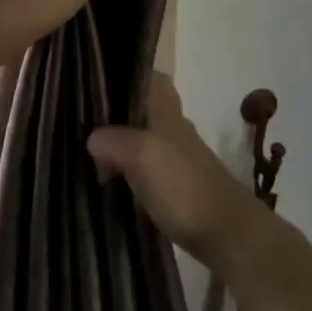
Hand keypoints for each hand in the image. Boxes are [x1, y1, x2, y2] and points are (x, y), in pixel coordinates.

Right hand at [87, 74, 266, 270]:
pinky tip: (111, 186)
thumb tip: (92, 138)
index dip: (131, 75)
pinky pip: (147, 172)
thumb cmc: (184, 186)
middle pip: (144, 112)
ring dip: (121, 148)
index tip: (100, 81)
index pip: (154, 79)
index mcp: (167, 114)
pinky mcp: (180, 191)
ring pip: (144, 142)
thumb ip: (114, 140)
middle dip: (118, 115)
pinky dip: (129, 174)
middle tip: (83, 124)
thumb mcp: (142, 155)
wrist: (228, 235)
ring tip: (88, 157)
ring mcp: (179, 162)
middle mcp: (175, 132)